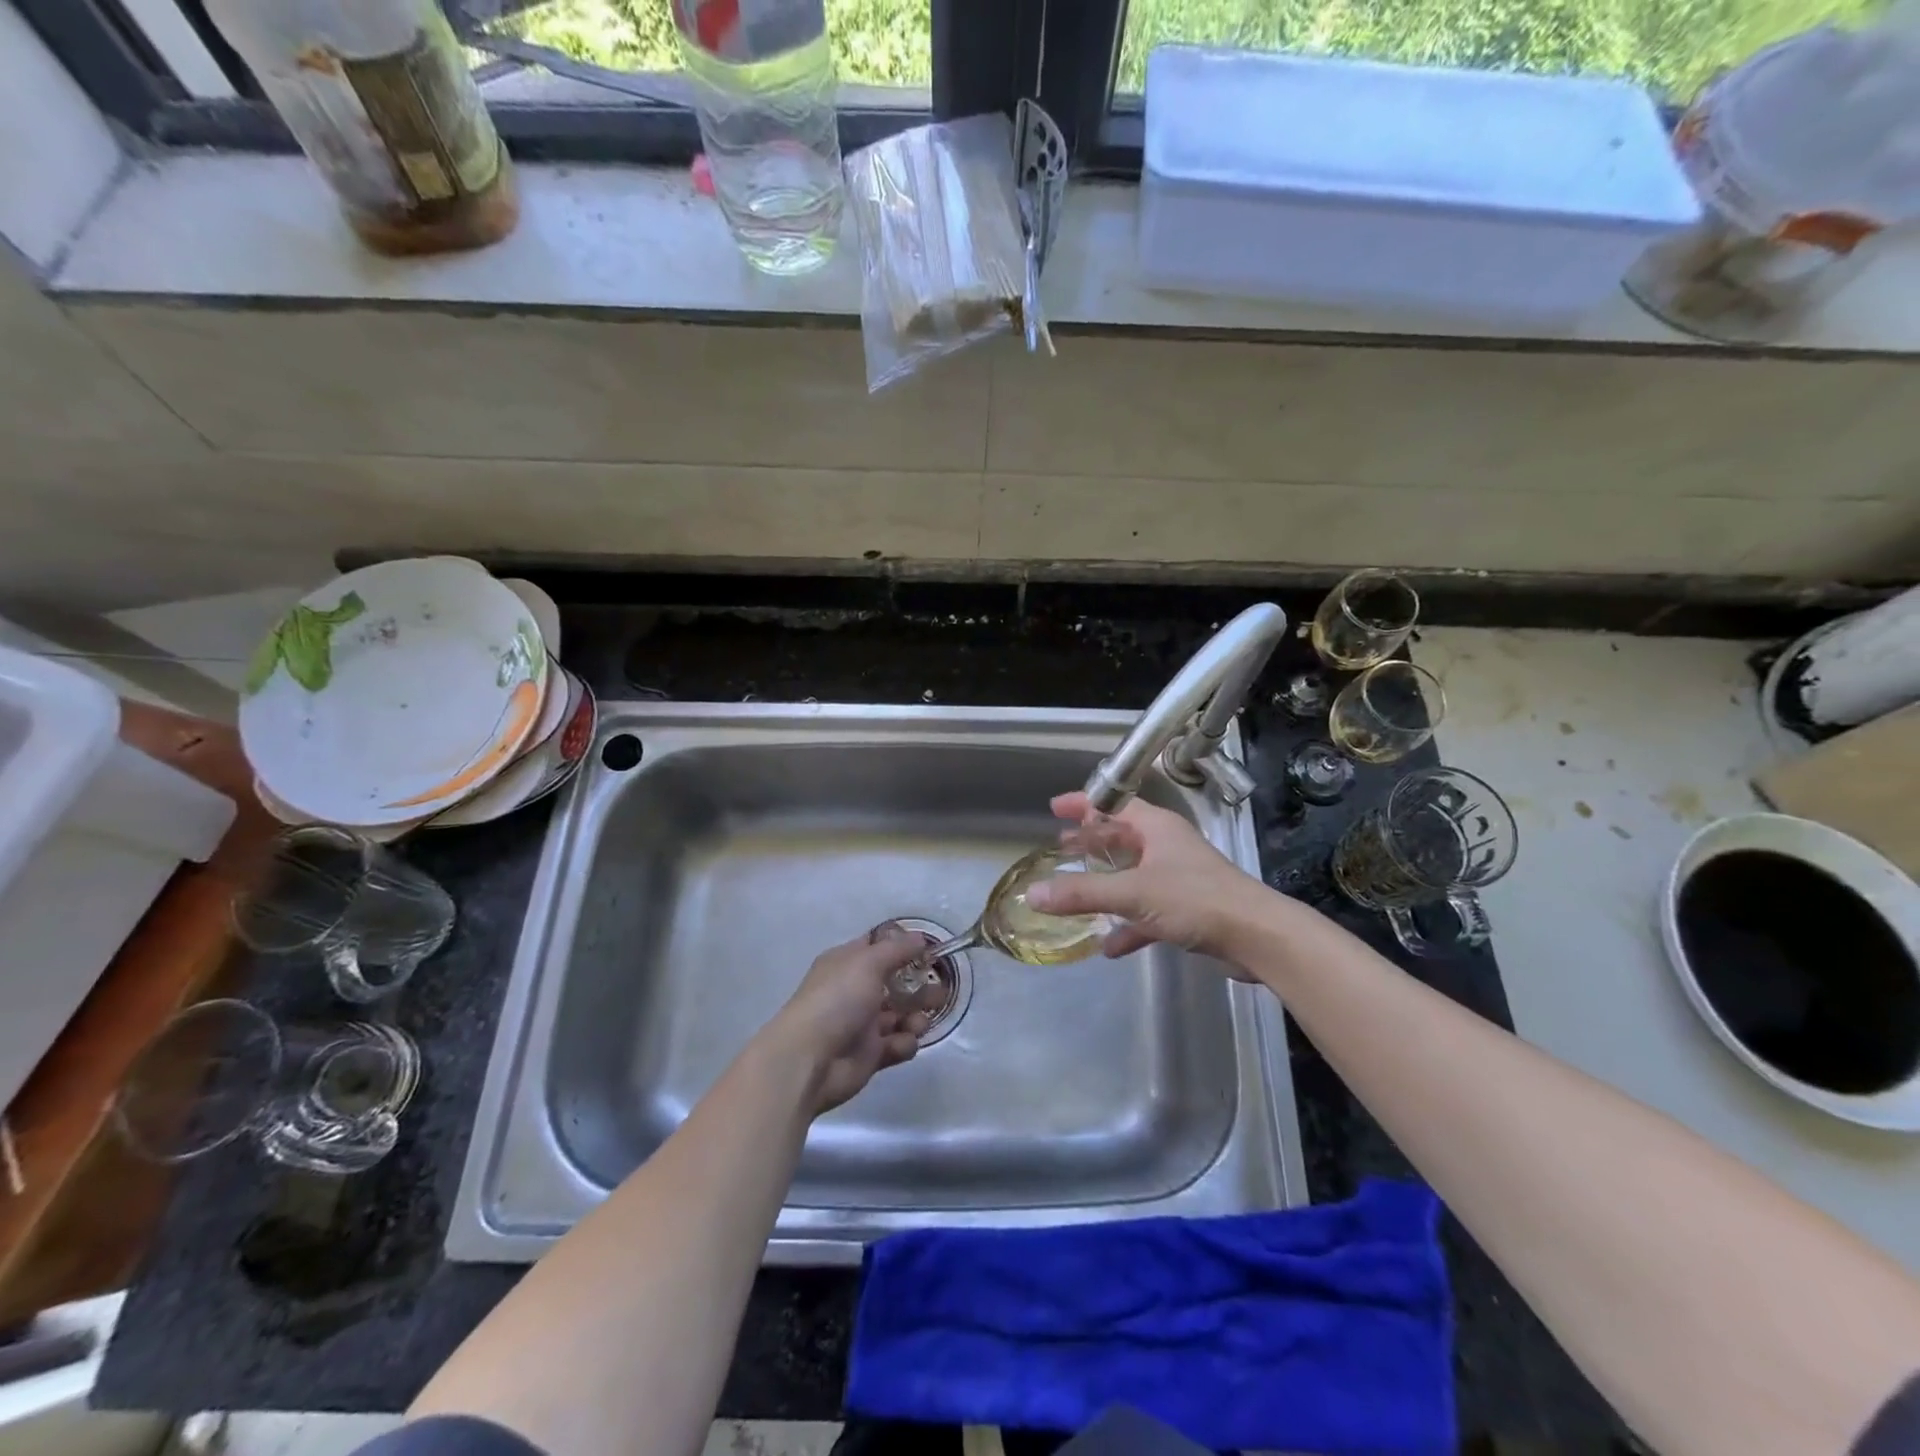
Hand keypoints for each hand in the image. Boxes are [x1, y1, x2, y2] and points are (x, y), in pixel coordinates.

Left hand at [769, 927, 929, 1114]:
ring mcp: (862, 1024)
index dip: (903, 947)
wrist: (809, 1060)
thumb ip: (898, 949)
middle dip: (919, 986)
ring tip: (919, 1022)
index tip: (929, 950)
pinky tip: (901, 1043)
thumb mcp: (868, 963)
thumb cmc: (837, 1000)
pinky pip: (897, 1044)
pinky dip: (904, 1043)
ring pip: (900, 1015)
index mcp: (847, 963)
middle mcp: (854, 991)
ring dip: (916, 1017)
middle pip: (896, 983)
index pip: (878, 948)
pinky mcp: (870, 1055)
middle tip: (940, 990)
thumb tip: (919, 938)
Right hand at [1027, 792, 1272, 967]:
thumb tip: (1033, 894)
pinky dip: (1127, 924)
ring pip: (1133, 874)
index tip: (1054, 808)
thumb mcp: (1132, 893)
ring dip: (1106, 882)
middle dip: (1092, 842)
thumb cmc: (1195, 899)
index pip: (1114, 804)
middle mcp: (1167, 846)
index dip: (1083, 803)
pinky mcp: (1188, 910)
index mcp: (1156, 828)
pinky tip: (1109, 945)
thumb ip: (1082, 894)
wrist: (1258, 937)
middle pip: (1123, 837)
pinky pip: (1147, 911)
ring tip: (1076, 891)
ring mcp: (1179, 878)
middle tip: (1062, 847)